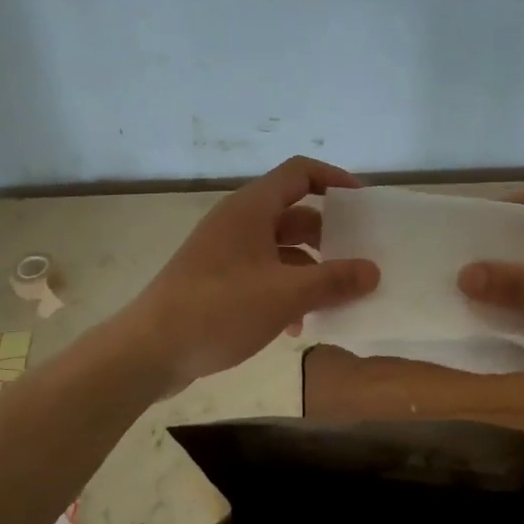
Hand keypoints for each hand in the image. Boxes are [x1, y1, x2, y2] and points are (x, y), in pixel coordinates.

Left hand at [122, 157, 380, 392]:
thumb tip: (373, 271)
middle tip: (358, 260)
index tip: (363, 205)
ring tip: (335, 300)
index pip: (300, 172)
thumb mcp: (286, 295)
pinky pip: (262, 275)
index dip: (335, 180)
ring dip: (309, 271)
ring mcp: (224, 252)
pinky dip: (285, 292)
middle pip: (294, 215)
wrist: (150, 350)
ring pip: (280, 250)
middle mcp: (238, 222)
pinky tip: (296, 327)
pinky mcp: (216, 281)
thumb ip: (334, 281)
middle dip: (328, 237)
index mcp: (251, 209)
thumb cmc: (220, 309)